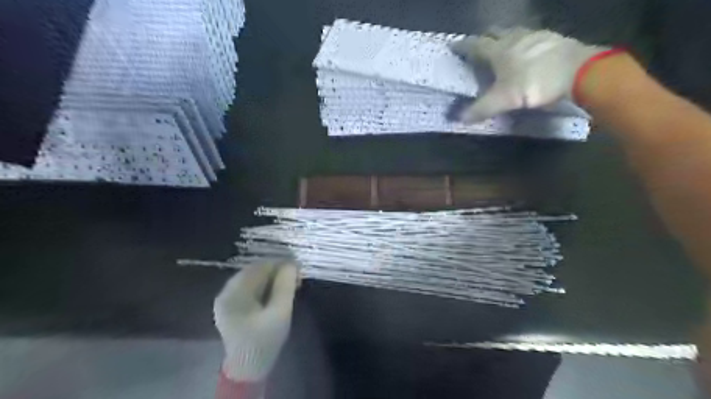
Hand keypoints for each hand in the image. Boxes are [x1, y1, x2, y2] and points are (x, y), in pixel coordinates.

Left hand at [214, 264, 297, 381]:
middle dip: (277, 272)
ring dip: (273, 280)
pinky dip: (266, 288)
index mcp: (234, 293)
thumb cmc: (265, 341)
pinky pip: (251, 289)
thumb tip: (291, 264)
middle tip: (297, 279)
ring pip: (254, 280)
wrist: (248, 369)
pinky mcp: (232, 307)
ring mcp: (227, 300)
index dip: (280, 264)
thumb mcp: (280, 312)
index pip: (259, 267)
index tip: (298, 269)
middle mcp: (226, 292)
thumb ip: (285, 286)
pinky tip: (279, 293)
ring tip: (291, 286)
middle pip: (255, 272)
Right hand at [449, 26, 610, 123]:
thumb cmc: (534, 84)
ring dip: (505, 38)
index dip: (464, 46)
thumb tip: (458, 118)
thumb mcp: (504, 100)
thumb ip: (481, 109)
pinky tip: (528, 52)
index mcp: (499, 51)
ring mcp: (536, 36)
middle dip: (485, 37)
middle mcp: (515, 38)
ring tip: (502, 47)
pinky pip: (532, 37)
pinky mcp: (554, 39)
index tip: (454, 45)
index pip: (476, 45)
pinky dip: (524, 43)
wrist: (579, 72)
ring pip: (515, 32)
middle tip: (479, 45)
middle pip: (495, 32)